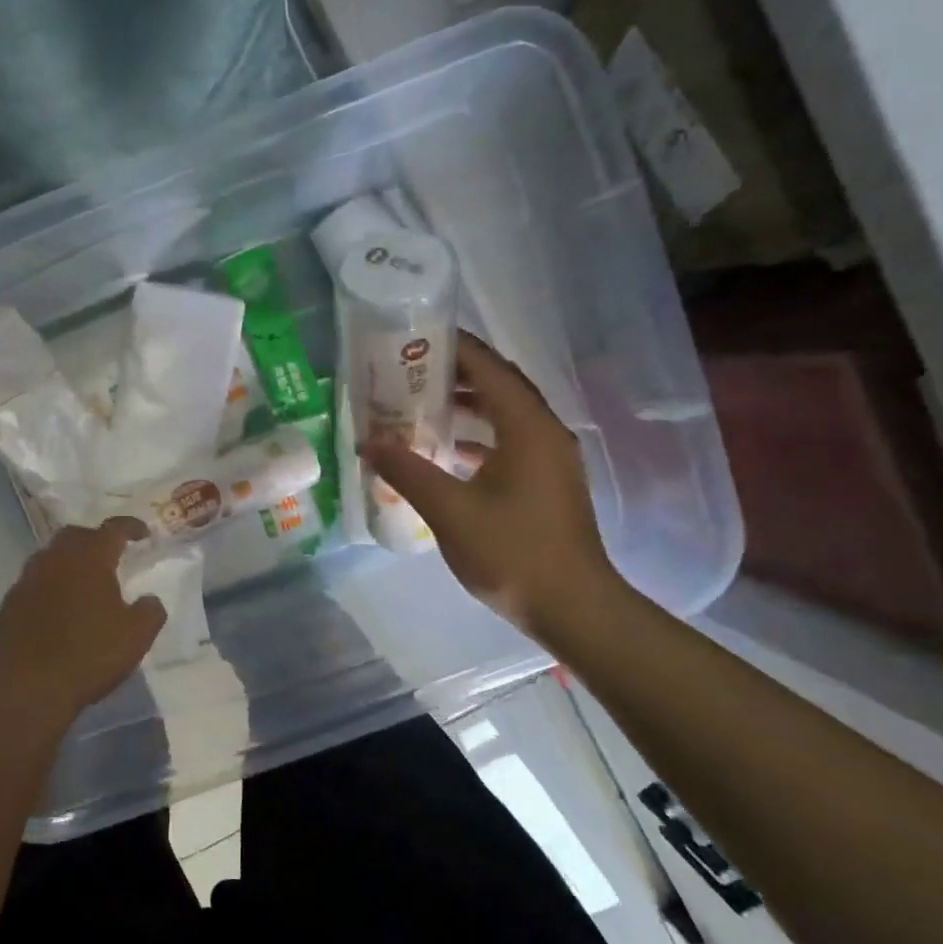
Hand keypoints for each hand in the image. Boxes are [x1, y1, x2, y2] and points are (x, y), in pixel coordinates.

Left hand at [0, 518, 166, 730]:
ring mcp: (27, 580)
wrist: (27, 689)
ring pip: (51, 556)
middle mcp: (55, 559)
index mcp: (89, 559)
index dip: (130, 527)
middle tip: (111, 554)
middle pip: (76, 535)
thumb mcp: (136, 636)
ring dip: (70, 561)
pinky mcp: (10, 604)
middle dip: (95, 539)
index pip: (113, 529)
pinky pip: (35, 581)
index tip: (143, 533)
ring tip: (85, 579)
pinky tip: (59, 606)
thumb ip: (150, 611)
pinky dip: (51, 584)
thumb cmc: (89, 656)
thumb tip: (150, 599)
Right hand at [362, 332, 617, 637]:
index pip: (488, 368)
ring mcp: (550, 458)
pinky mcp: (546, 482)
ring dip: (466, 405)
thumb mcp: (449, 510)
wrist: (573, 607)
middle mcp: (544, 432)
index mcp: (527, 427)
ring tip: (419, 404)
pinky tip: (446, 451)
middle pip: (498, 385)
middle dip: (455, 373)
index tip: (414, 337)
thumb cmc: (512, 552)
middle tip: (407, 370)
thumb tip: (370, 441)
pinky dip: (477, 436)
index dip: (453, 347)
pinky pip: (508, 441)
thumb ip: (407, 470)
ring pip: (504, 415)